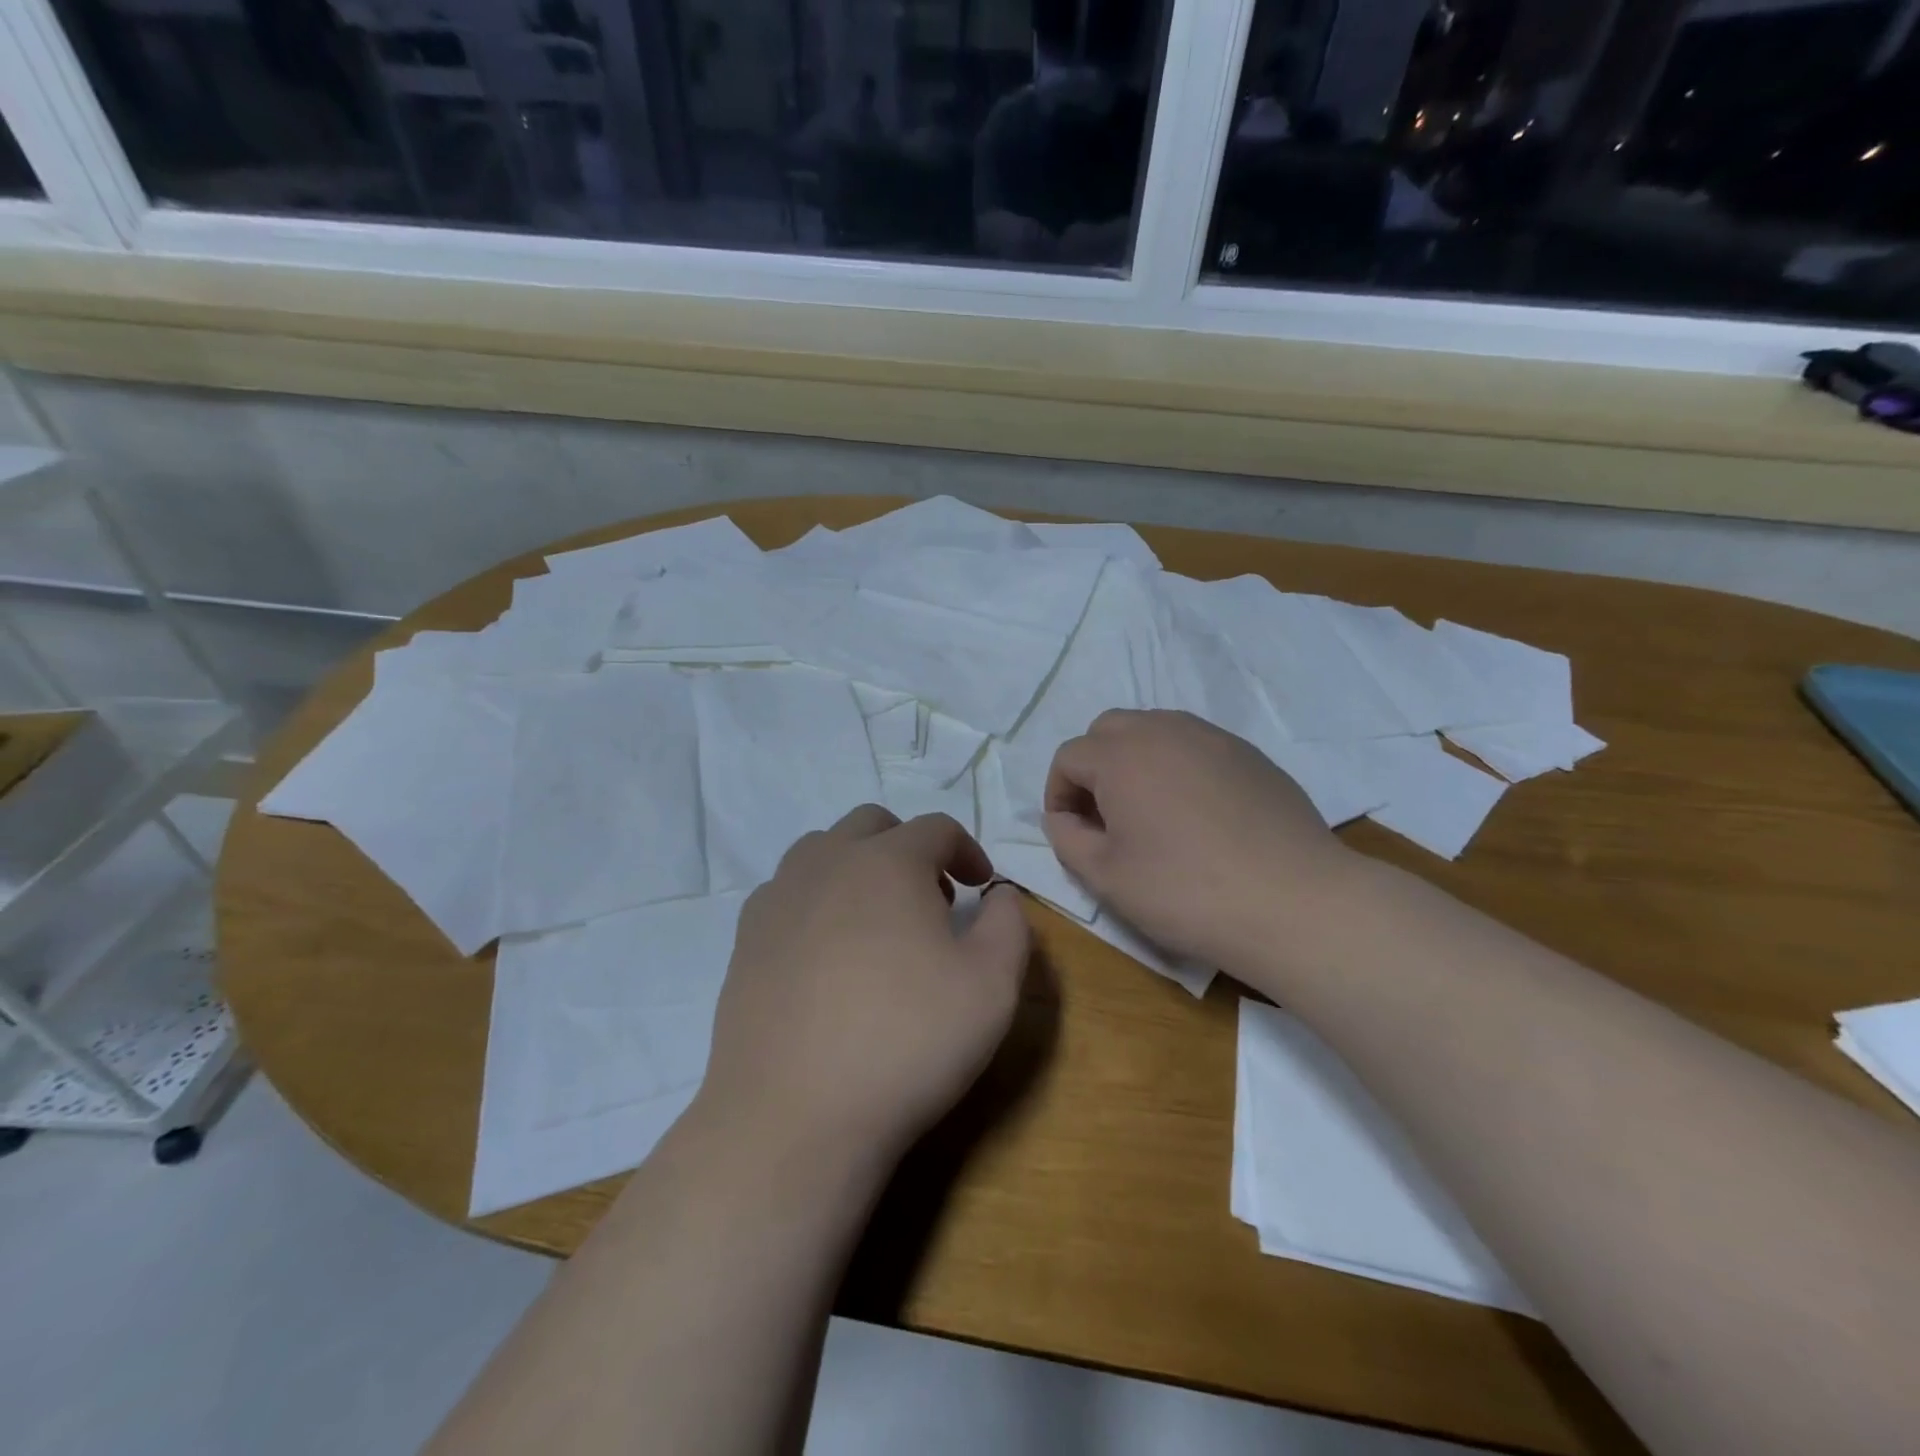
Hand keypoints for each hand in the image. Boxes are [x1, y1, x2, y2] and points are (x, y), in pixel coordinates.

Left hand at [700, 806, 1032, 1172]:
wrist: (794, 1116)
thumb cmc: (906, 1042)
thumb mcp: (992, 985)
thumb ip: (1009, 924)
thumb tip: (999, 895)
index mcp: (888, 862)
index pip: (936, 829)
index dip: (967, 850)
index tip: (981, 886)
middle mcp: (827, 862)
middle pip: (873, 825)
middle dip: (910, 849)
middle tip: (932, 899)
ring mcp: (779, 897)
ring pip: (823, 850)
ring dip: (859, 867)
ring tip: (878, 921)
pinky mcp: (746, 938)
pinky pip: (788, 892)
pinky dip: (818, 900)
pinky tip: (828, 953)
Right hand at [1044, 710, 1353, 971]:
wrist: (1294, 902)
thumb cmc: (1186, 891)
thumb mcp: (1106, 876)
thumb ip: (1066, 838)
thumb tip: (1061, 817)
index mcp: (1121, 756)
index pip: (1069, 756)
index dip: (1058, 793)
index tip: (1071, 831)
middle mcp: (1163, 730)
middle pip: (1108, 729)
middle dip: (1094, 766)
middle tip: (1105, 816)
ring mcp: (1212, 737)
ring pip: (1154, 729)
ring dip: (1136, 761)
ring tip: (1149, 812)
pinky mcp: (1249, 754)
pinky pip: (1195, 745)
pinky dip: (1178, 766)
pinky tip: (1197, 814)